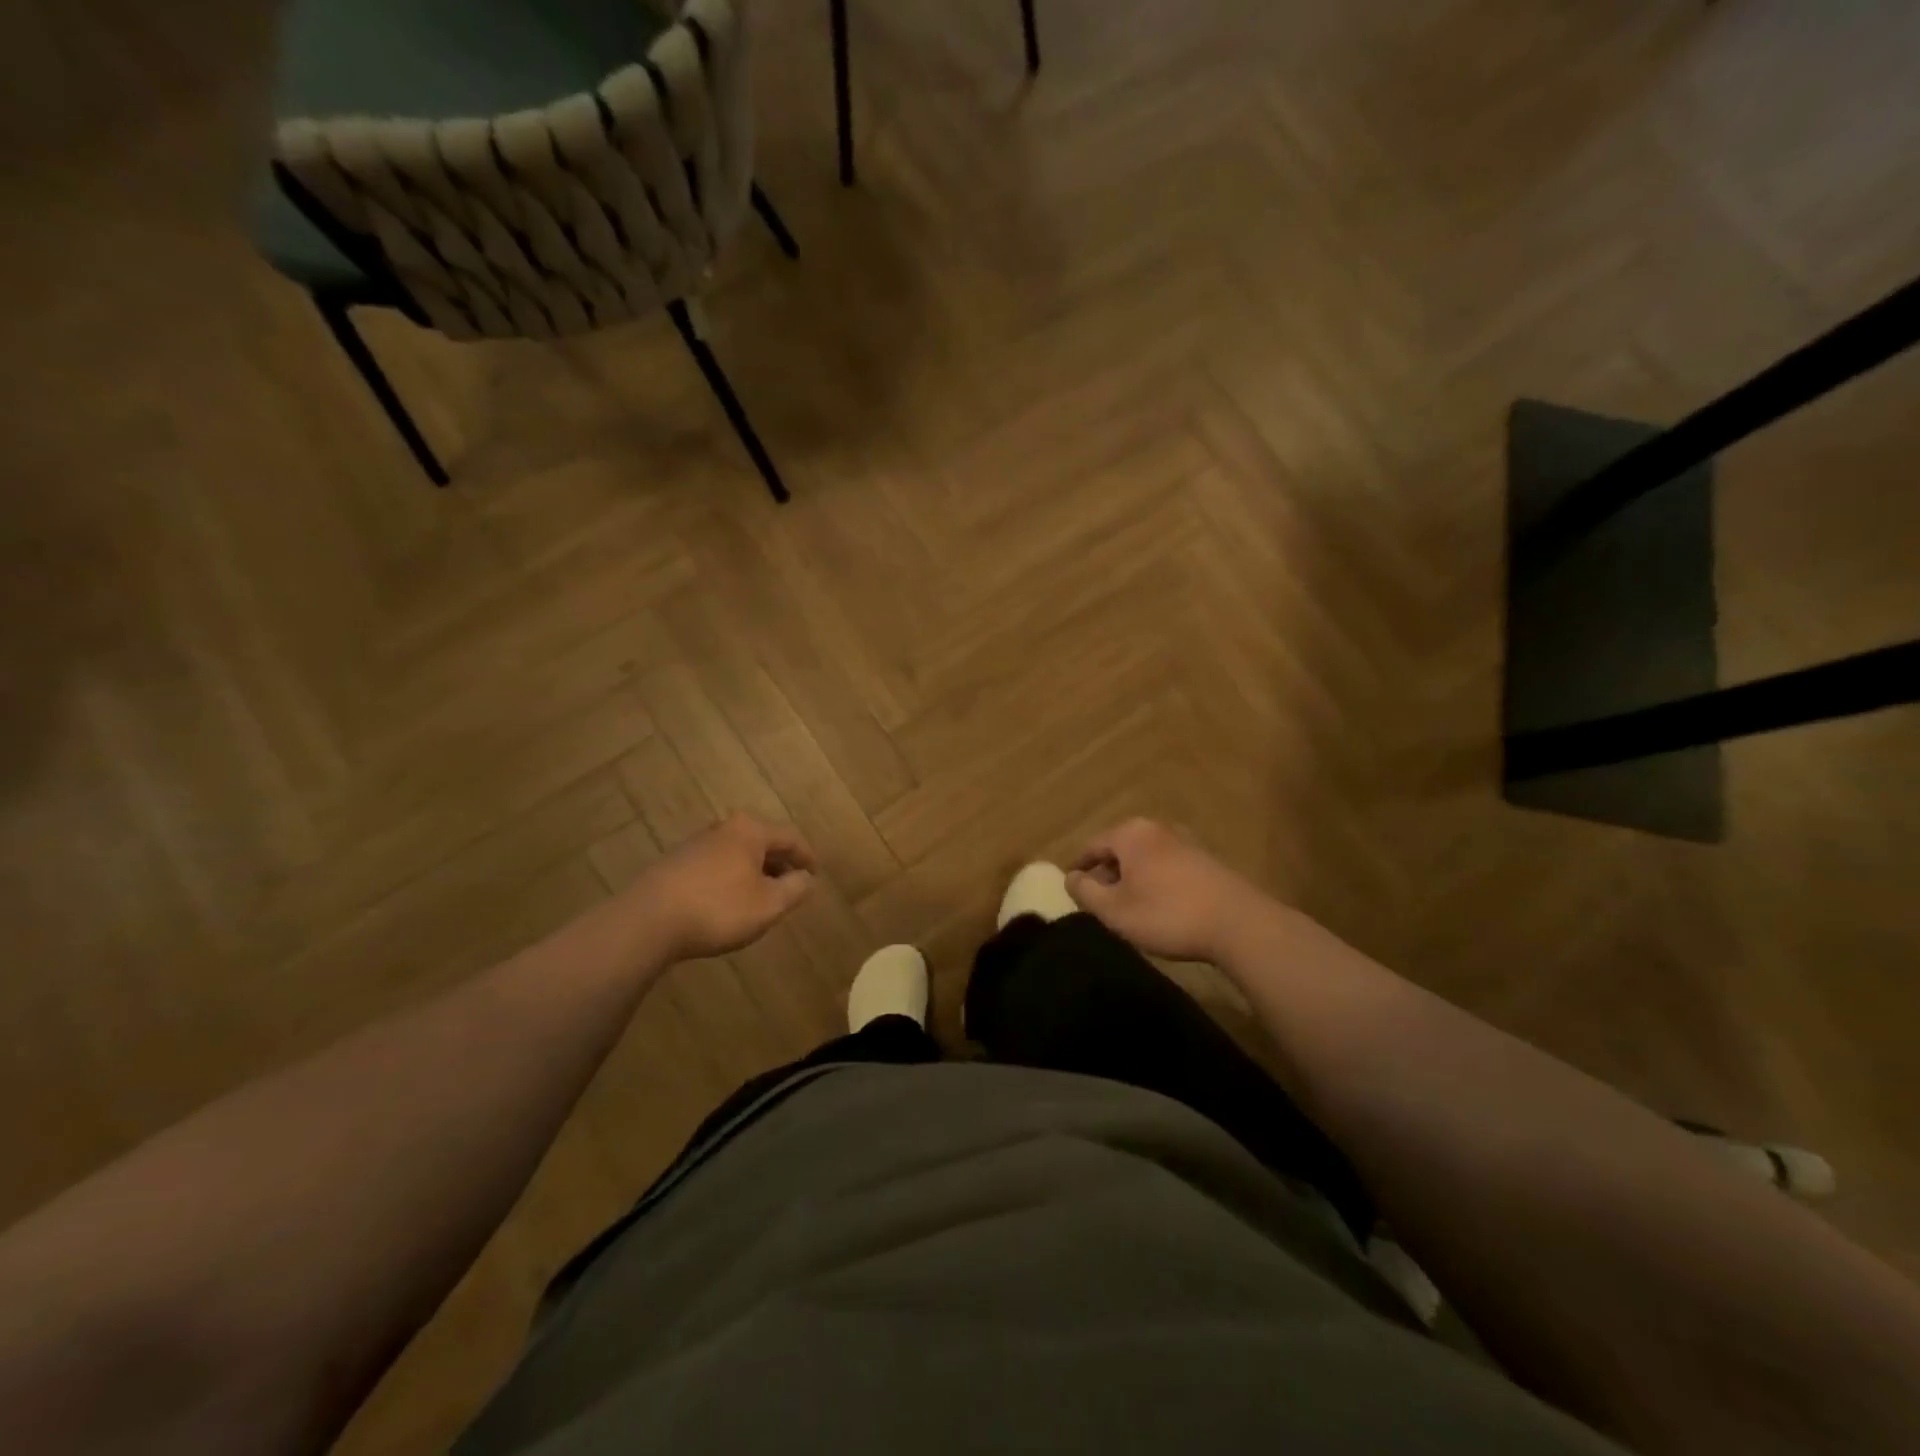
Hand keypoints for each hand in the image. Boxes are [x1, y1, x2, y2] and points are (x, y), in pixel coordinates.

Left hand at [636, 812, 816, 960]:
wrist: (648, 921)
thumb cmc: (719, 908)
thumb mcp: (769, 904)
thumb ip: (795, 889)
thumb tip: (807, 878)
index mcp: (751, 831)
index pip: (791, 837)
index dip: (807, 857)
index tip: (814, 876)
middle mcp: (724, 828)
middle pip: (762, 841)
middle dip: (779, 863)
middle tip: (791, 886)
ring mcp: (696, 844)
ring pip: (738, 853)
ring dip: (754, 872)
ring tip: (761, 897)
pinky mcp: (675, 863)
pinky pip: (716, 865)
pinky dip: (731, 878)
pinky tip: (728, 902)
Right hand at [1066, 818, 1267, 962]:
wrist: (1239, 924)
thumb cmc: (1167, 914)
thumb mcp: (1115, 910)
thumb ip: (1085, 892)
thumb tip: (1070, 877)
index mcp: (1130, 834)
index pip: (1092, 846)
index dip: (1079, 869)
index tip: (1072, 890)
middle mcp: (1156, 829)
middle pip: (1119, 849)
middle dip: (1106, 874)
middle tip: (1098, 902)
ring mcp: (1184, 841)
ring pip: (1143, 858)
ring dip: (1131, 879)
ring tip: (1127, 908)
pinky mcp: (1205, 859)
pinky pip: (1166, 865)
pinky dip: (1154, 881)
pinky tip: (1159, 906)